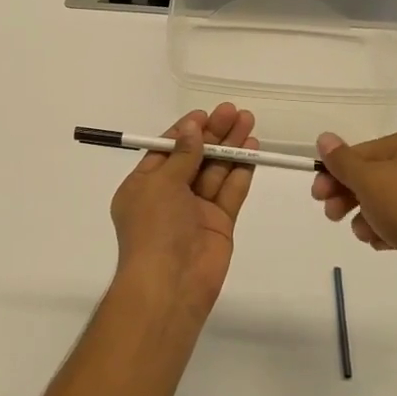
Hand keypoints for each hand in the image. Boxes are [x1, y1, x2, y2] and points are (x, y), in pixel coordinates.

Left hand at [109, 104, 257, 317]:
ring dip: (231, 147)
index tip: (206, 113)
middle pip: (194, 157)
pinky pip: (230, 192)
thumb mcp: (161, 184)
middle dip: (214, 134)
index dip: (186, 131)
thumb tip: (193, 128)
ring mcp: (195, 210)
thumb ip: (182, 155)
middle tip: (234, 111)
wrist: (170, 284)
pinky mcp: (219, 223)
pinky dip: (241, 171)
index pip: (167, 150)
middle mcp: (169, 195)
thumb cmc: (154, 228)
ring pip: (215, 171)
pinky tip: (252, 150)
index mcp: (144, 185)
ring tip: (248, 121)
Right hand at [310, 130, 396, 303]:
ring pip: (378, 202)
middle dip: (345, 196)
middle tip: (331, 215)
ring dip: (363, 217)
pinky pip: (395, 222)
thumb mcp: (369, 180)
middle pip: (366, 177)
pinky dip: (383, 232)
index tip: (317, 196)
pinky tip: (383, 244)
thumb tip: (324, 137)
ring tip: (366, 233)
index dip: (333, 173)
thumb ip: (343, 160)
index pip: (356, 154)